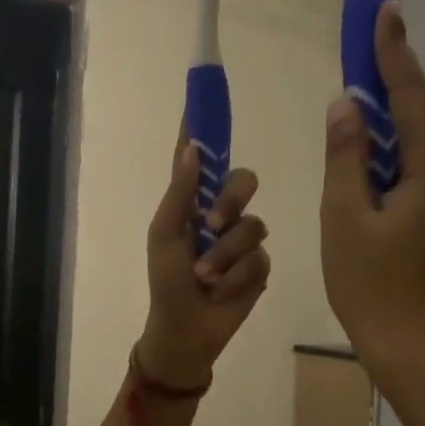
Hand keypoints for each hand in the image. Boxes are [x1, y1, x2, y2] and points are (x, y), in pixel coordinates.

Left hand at [137, 132, 271, 387]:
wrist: (186, 330)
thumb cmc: (167, 283)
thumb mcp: (165, 237)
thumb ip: (180, 194)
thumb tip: (193, 148)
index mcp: (192, 204)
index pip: (202, 159)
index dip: (205, 129)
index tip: (206, 94)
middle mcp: (220, 214)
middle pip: (244, 182)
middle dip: (230, 202)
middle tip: (211, 225)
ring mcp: (242, 240)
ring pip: (253, 226)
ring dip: (225, 256)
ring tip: (206, 279)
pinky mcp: (259, 266)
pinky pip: (259, 258)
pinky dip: (237, 276)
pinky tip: (222, 291)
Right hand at [320, 1, 424, 425]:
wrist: (412, 348)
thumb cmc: (373, 286)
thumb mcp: (344, 218)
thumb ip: (345, 156)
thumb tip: (346, 105)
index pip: (410, 97)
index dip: (392, 54)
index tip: (382, 11)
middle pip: (416, 115)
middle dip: (388, 79)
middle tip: (362, 42)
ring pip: (411, 145)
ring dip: (383, 120)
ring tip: (353, 95)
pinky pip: (409, 171)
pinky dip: (384, 155)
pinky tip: (360, 153)